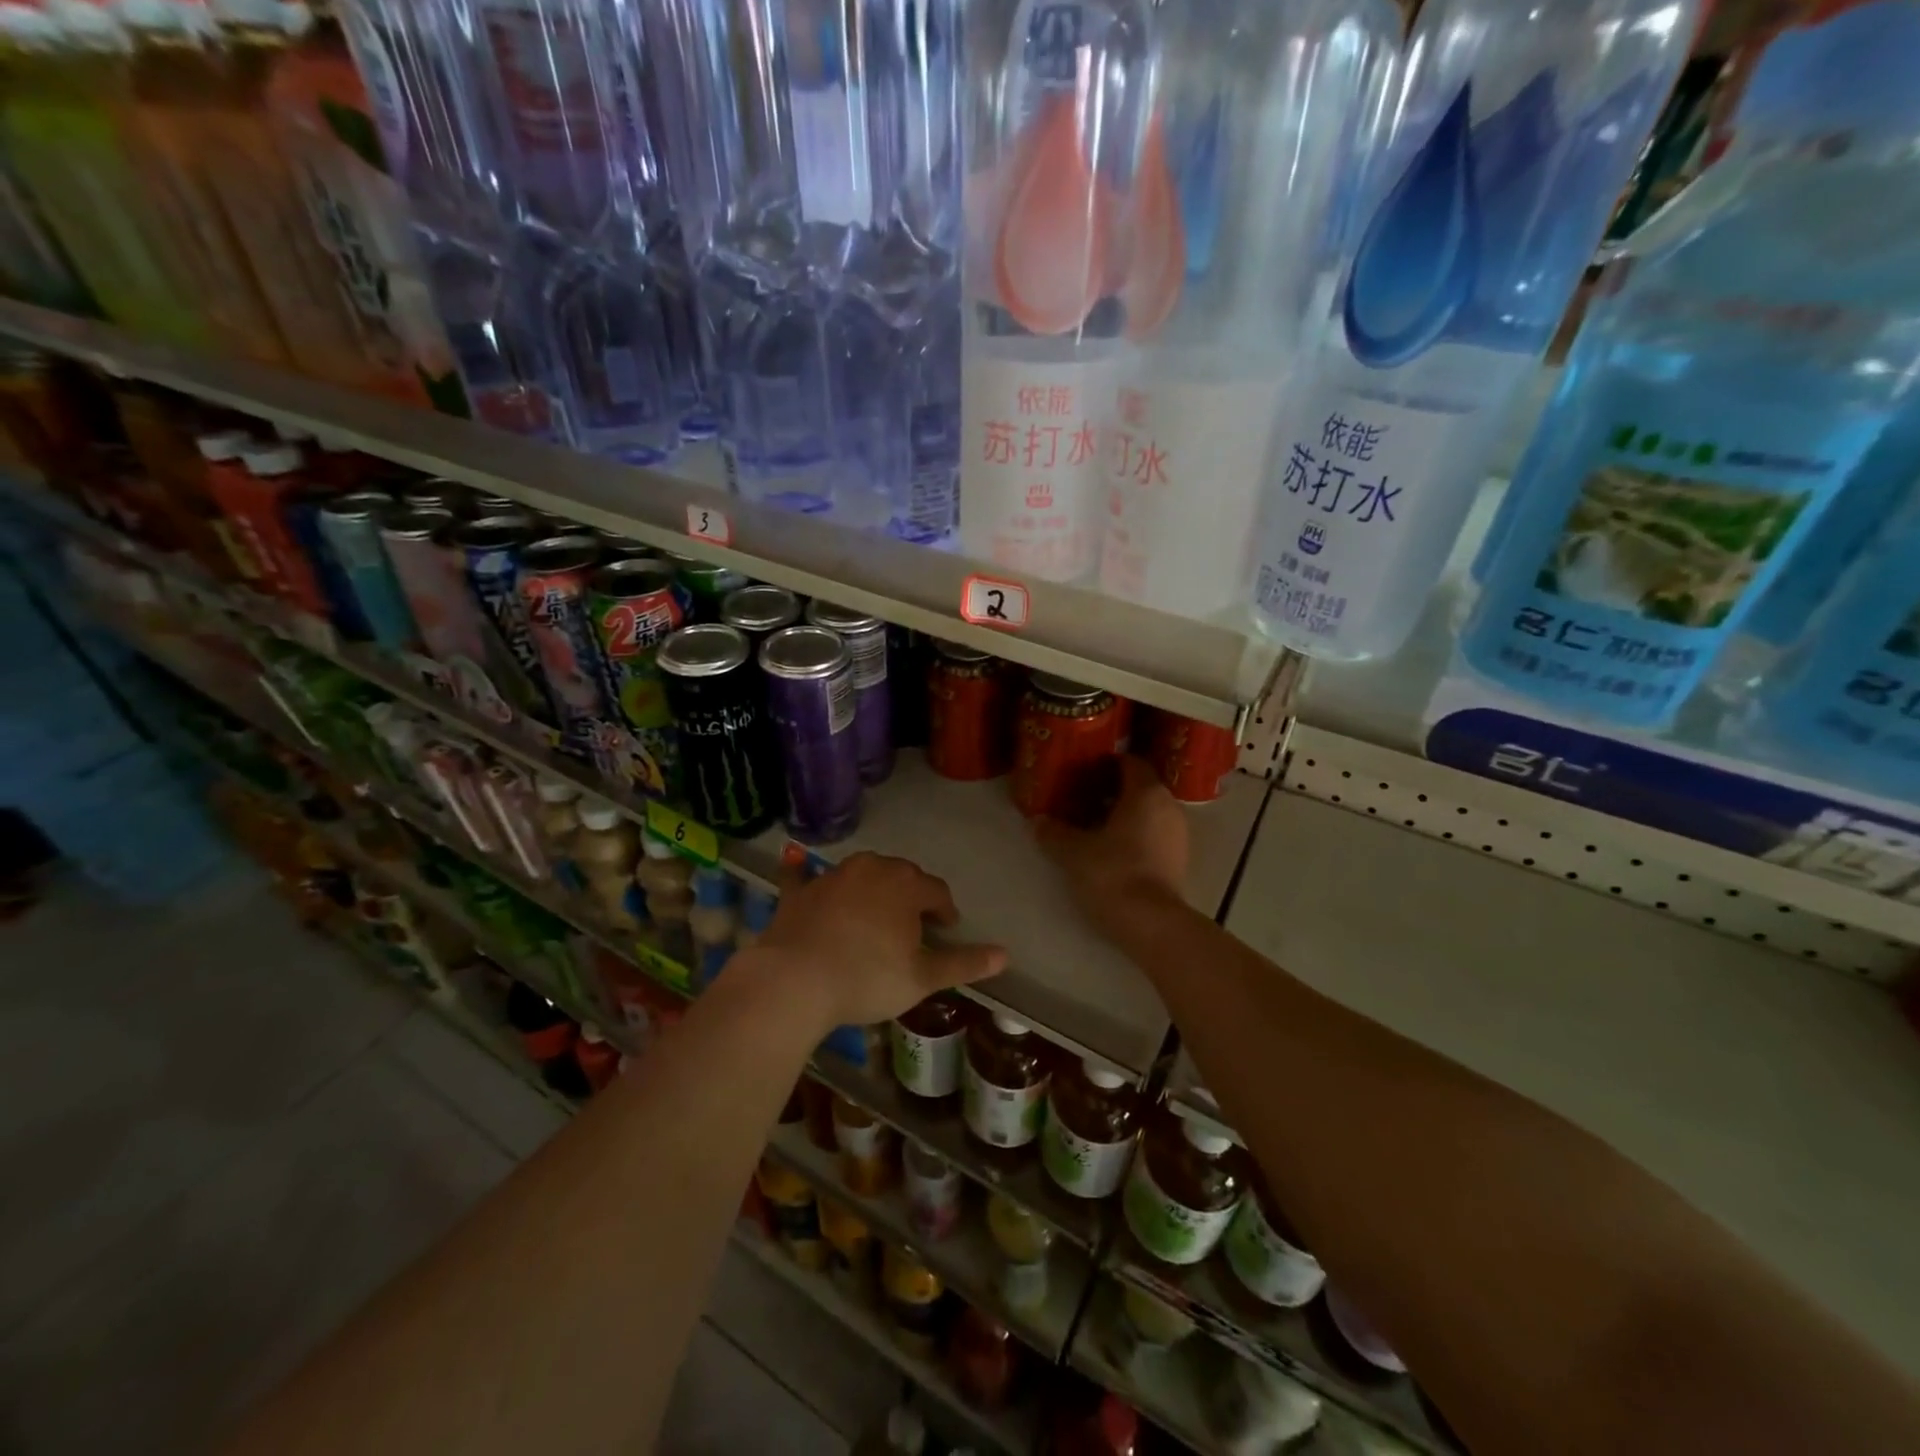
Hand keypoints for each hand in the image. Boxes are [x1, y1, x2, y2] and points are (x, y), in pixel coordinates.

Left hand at [749, 852, 1006, 1028]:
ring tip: (874, 914)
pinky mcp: (799, 891)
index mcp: (906, 886)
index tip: (945, 929)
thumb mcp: (922, 978)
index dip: (944, 910)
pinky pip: (803, 875)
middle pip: (901, 875)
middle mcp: (872, 869)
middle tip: (912, 925)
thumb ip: (964, 963)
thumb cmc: (868, 978)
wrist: (795, 980)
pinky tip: (796, 865)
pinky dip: (804, 873)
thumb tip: (1005, 954)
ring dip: (872, 887)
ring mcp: (832, 876)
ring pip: (862, 873)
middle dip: (911, 895)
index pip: (936, 891)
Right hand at [1036, 755, 1187, 933]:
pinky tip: (1110, 849)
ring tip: (1092, 825)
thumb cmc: (1113, 873)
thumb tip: (1037, 822)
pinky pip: (1154, 833)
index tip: (1082, 770)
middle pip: (1140, 787)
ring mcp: (1178, 833)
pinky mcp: (1179, 859)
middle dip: (1112, 790)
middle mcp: (1168, 805)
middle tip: (1080, 797)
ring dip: (1123, 814)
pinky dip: (1135, 834)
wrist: (1151, 923)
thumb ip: (1054, 832)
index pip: (1130, 762)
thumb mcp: (1073, 852)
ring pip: (1148, 812)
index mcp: (1146, 792)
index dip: (1106, 763)